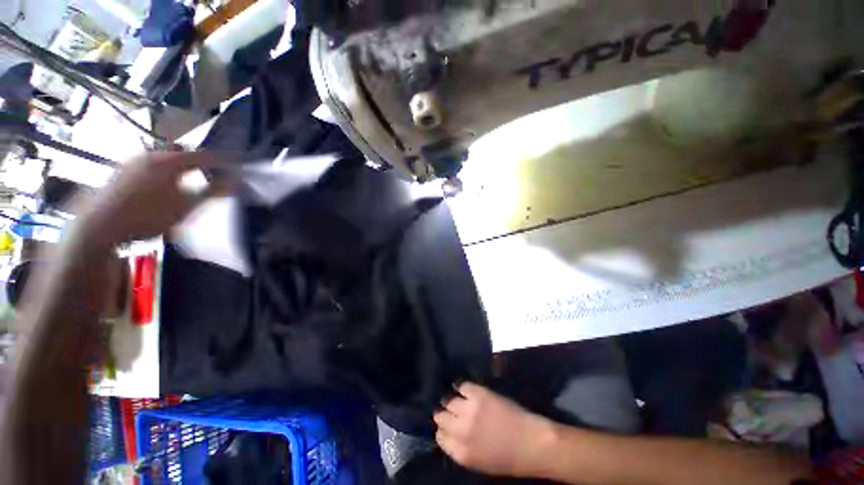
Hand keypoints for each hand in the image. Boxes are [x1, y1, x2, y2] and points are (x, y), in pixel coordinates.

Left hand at [74, 152, 228, 248]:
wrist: (99, 225)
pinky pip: (150, 166)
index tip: (235, 171)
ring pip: (164, 159)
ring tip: (186, 184)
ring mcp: (133, 161)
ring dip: (179, 168)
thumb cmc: (148, 215)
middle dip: (198, 163)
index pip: (204, 156)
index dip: (222, 163)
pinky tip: (161, 189)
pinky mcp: (121, 171)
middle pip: (182, 153)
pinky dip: (162, 173)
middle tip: (210, 176)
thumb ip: (212, 192)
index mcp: (170, 160)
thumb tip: (236, 183)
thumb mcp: (186, 206)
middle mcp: (151, 154)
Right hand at [434, 382, 556, 477]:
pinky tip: (461, 387)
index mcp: (460, 452)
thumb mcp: (478, 462)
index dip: (442, 428)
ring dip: (450, 398)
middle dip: (443, 412)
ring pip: (448, 399)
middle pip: (440, 415)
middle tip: (449, 409)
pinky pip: (462, 385)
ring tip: (455, 396)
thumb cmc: (507, 457)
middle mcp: (461, 430)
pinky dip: (460, 385)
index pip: (439, 435)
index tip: (447, 423)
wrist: (530, 443)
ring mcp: (470, 410)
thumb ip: (459, 447)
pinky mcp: (479, 394)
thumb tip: (448, 431)